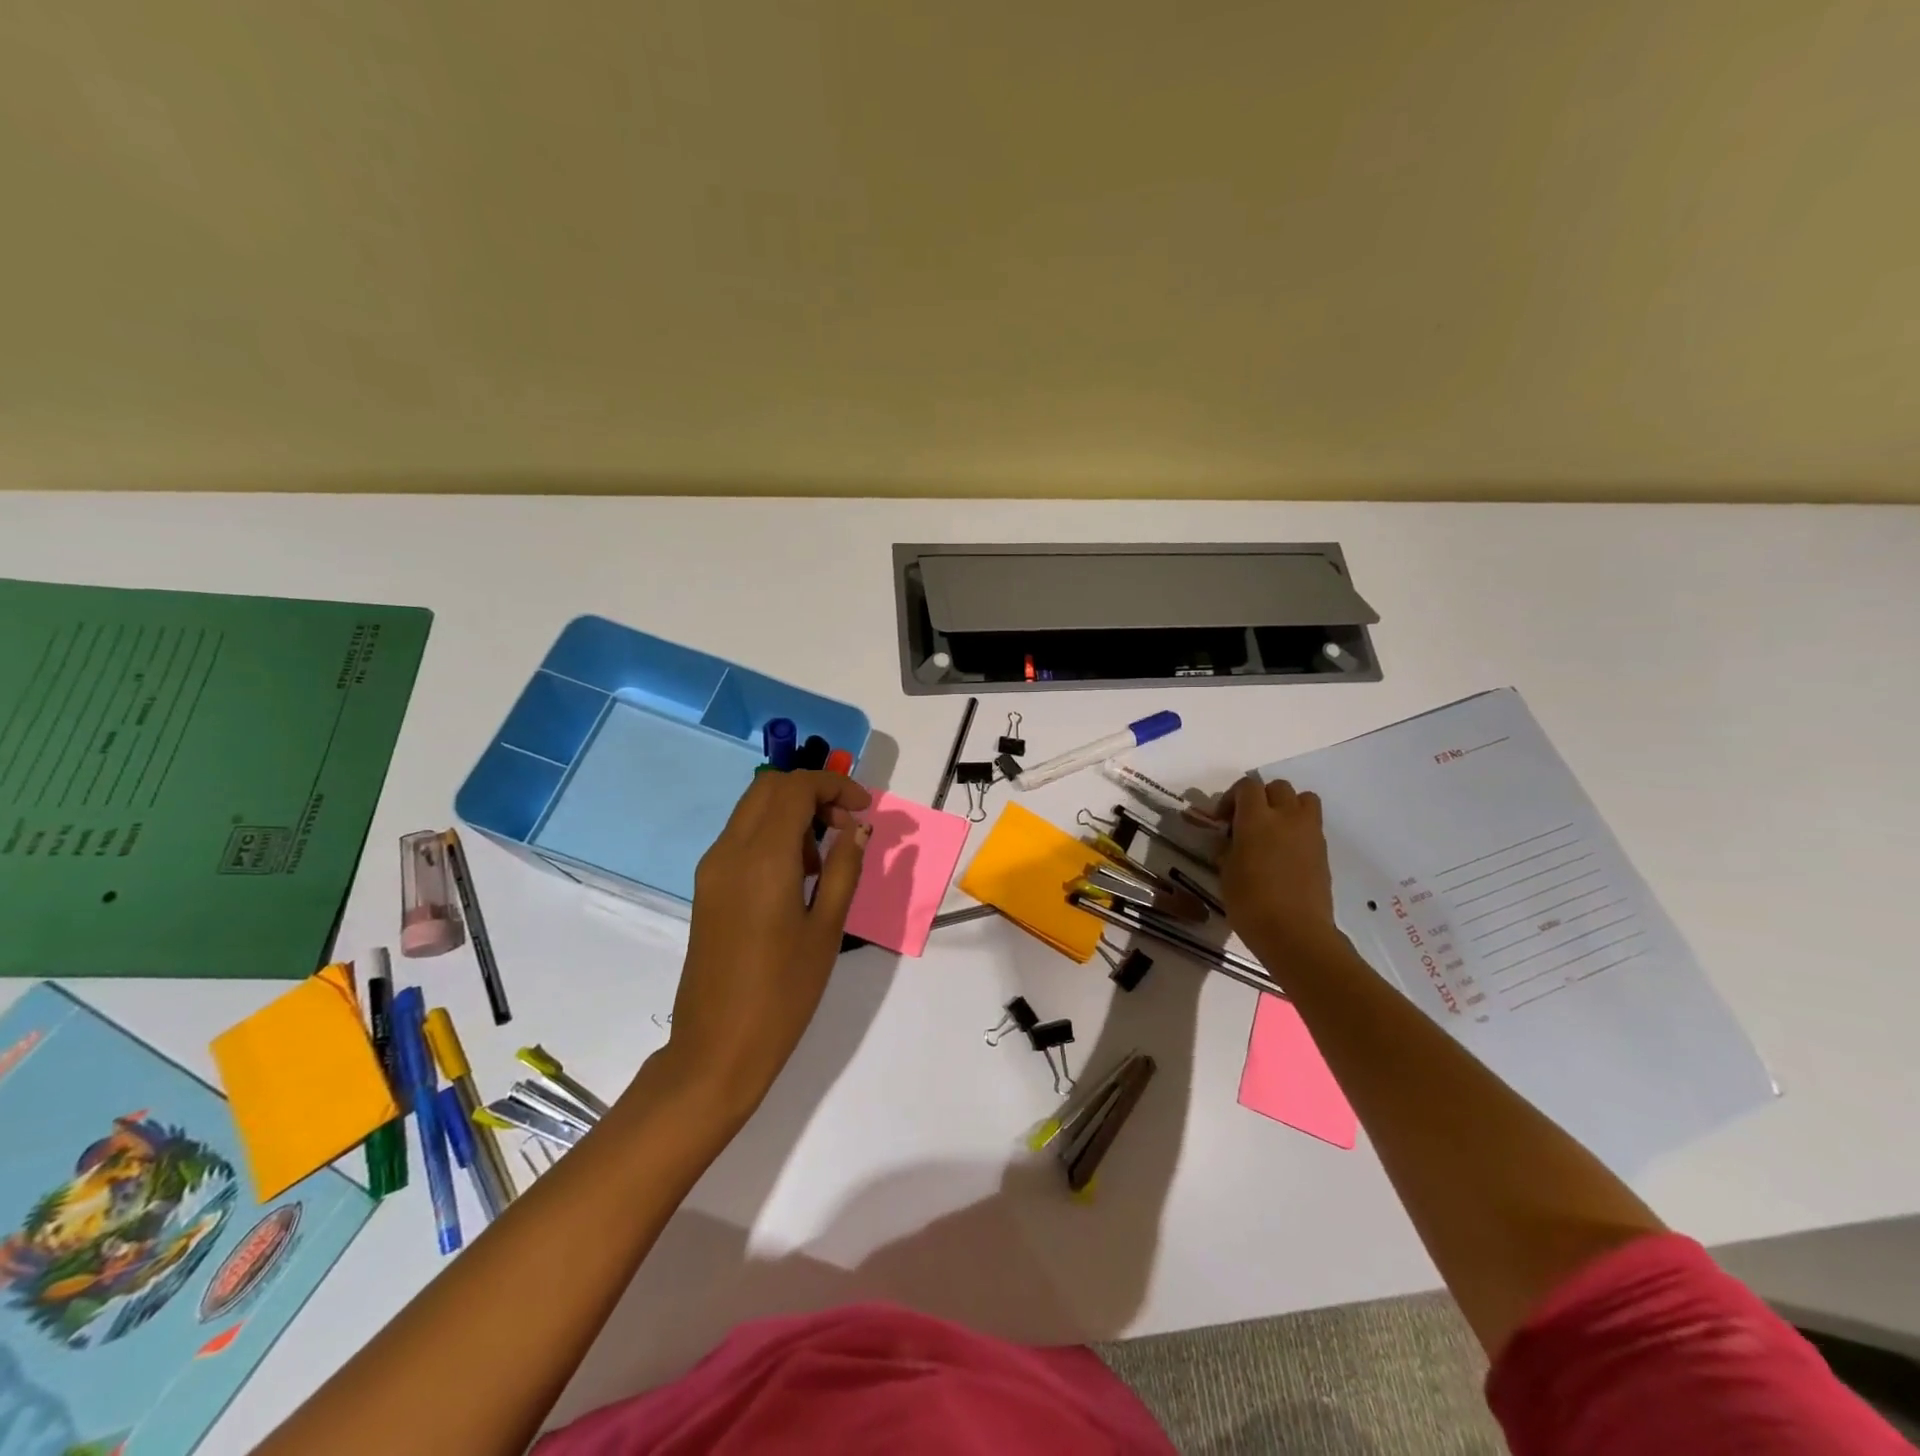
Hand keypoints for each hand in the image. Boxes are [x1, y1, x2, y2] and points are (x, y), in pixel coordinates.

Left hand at [659, 770, 871, 1123]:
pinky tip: (797, 875)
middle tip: (846, 825)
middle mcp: (730, 850)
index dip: (834, 786)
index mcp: (762, 857)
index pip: (795, 788)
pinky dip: (773, 834)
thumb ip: (844, 868)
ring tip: (825, 858)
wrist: (717, 1048)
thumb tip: (858, 828)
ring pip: (753, 810)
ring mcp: (713, 868)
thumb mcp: (826, 928)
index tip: (864, 809)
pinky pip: (741, 838)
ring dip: (792, 812)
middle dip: (812, 792)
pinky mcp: (707, 887)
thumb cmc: (783, 992)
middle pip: (769, 788)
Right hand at [1216, 776, 1343, 964]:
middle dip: (1261, 798)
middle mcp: (1286, 817)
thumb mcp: (1226, 872)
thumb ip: (1228, 848)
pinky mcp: (1323, 851)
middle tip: (1248, 821)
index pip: (1247, 786)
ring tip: (1274, 829)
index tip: (1223, 819)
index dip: (1232, 797)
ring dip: (1287, 806)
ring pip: (1303, 799)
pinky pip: (1312, 824)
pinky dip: (1299, 828)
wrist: (1295, 933)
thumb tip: (1231, 840)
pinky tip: (1285, 853)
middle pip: (1277, 787)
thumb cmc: (1251, 903)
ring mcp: (1310, 833)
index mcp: (1256, 819)